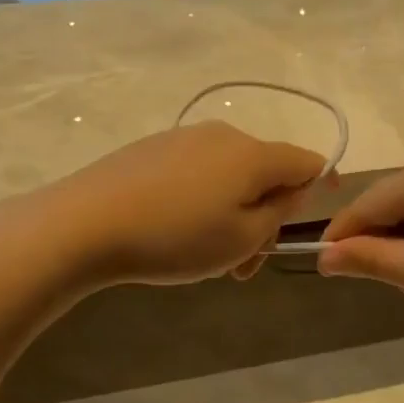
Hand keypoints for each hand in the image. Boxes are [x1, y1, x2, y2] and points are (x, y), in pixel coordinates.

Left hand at [36, 122, 324, 286]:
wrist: (83, 224)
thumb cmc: (174, 238)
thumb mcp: (241, 239)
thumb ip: (280, 212)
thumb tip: (295, 189)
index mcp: (253, 154)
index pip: (308, 162)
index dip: (320, 188)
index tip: (308, 222)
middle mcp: (223, 135)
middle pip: (266, 172)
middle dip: (265, 218)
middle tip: (243, 267)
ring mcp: (184, 137)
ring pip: (229, 175)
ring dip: (233, 214)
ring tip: (205, 258)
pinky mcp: (152, 148)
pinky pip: (197, 172)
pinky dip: (202, 201)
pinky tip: (174, 232)